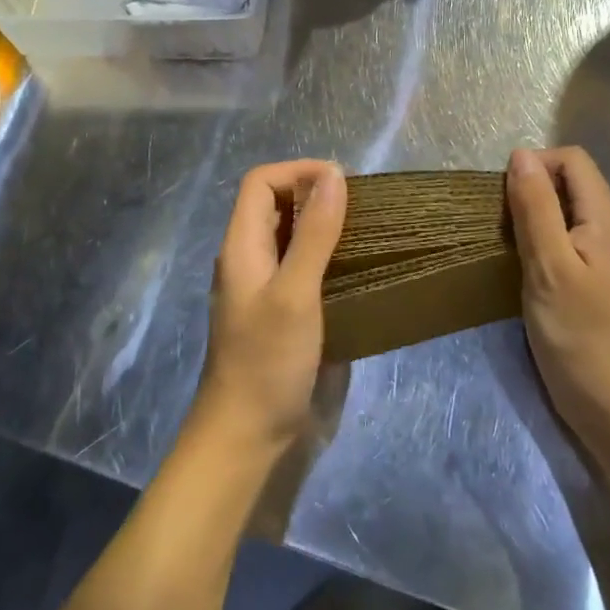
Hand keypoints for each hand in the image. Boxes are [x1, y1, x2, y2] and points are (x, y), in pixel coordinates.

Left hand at [194, 160, 346, 455]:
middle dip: (315, 195)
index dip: (297, 171)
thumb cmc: (267, 361)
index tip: (341, 182)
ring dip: (325, 226)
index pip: (260, 182)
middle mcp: (250, 259)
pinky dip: (329, 258)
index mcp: (242, 245)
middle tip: (361, 206)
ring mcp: (265, 288)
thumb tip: (334, 174)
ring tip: (367, 231)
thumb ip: (314, 233)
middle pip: (276, 205)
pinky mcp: (283, 313)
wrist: (247, 438)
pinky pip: (304, 268)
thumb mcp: (295, 292)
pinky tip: (358, 270)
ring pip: (292, 237)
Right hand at [506, 147, 609, 433]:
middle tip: (504, 224)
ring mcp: (608, 256)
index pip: (573, 160)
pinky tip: (526, 267)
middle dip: (533, 189)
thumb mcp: (548, 265)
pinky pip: (569, 239)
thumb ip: (535, 207)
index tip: (507, 197)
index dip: (537, 164)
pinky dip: (544, 240)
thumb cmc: (577, 333)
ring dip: (536, 216)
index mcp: (606, 218)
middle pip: (572, 182)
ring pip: (568, 211)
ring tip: (510, 244)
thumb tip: (521, 155)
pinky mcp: (598, 279)